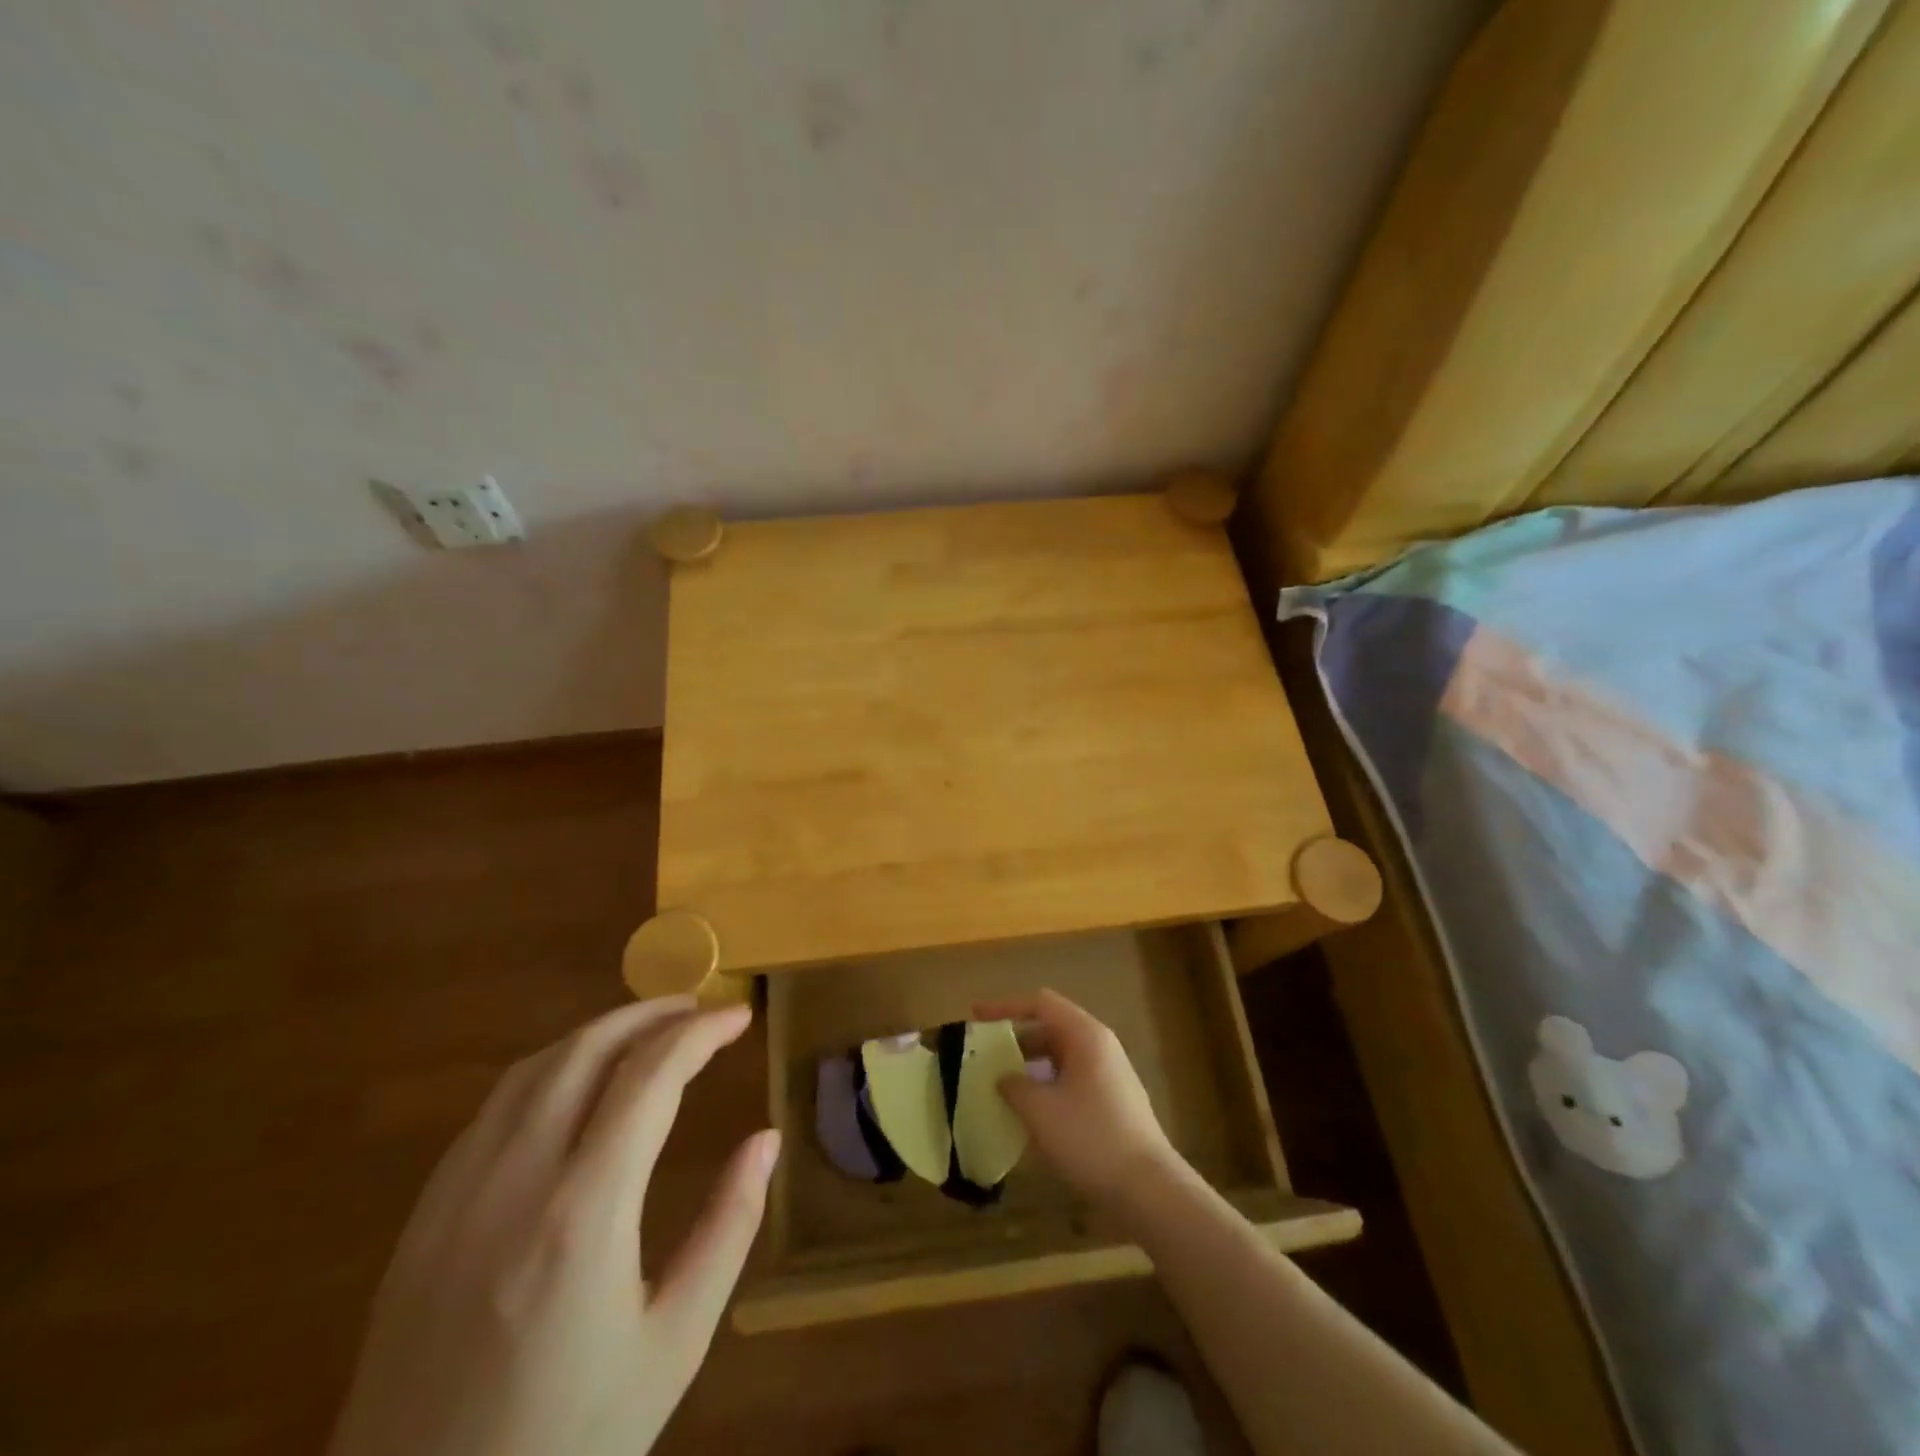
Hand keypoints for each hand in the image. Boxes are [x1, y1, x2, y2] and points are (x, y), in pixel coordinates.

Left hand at [327, 997, 779, 1455]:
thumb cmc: (568, 1441)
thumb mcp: (673, 1343)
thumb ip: (728, 1227)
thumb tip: (766, 1139)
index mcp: (584, 1212)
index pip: (650, 1075)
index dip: (701, 1032)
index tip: (739, 1015)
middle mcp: (514, 1181)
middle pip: (586, 1050)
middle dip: (650, 1013)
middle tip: (699, 1007)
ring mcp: (456, 1196)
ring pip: (533, 1068)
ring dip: (598, 1033)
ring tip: (648, 1032)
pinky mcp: (421, 1220)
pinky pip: (492, 1109)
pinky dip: (548, 1070)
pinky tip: (574, 1087)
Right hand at [975, 989, 1185, 1210]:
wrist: (1149, 1190)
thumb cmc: (1091, 1138)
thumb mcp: (1041, 1111)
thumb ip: (1014, 1086)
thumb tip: (1003, 1078)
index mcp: (1085, 1035)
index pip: (1040, 1004)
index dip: (1005, 1007)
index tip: (976, 1017)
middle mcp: (1099, 1046)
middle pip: (1050, 1028)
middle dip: (1015, 1041)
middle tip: (984, 1057)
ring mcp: (1108, 1075)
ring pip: (1059, 1058)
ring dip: (1029, 1067)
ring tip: (999, 1087)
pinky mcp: (1111, 1102)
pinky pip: (1070, 1081)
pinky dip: (1045, 1087)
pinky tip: (1028, 1114)